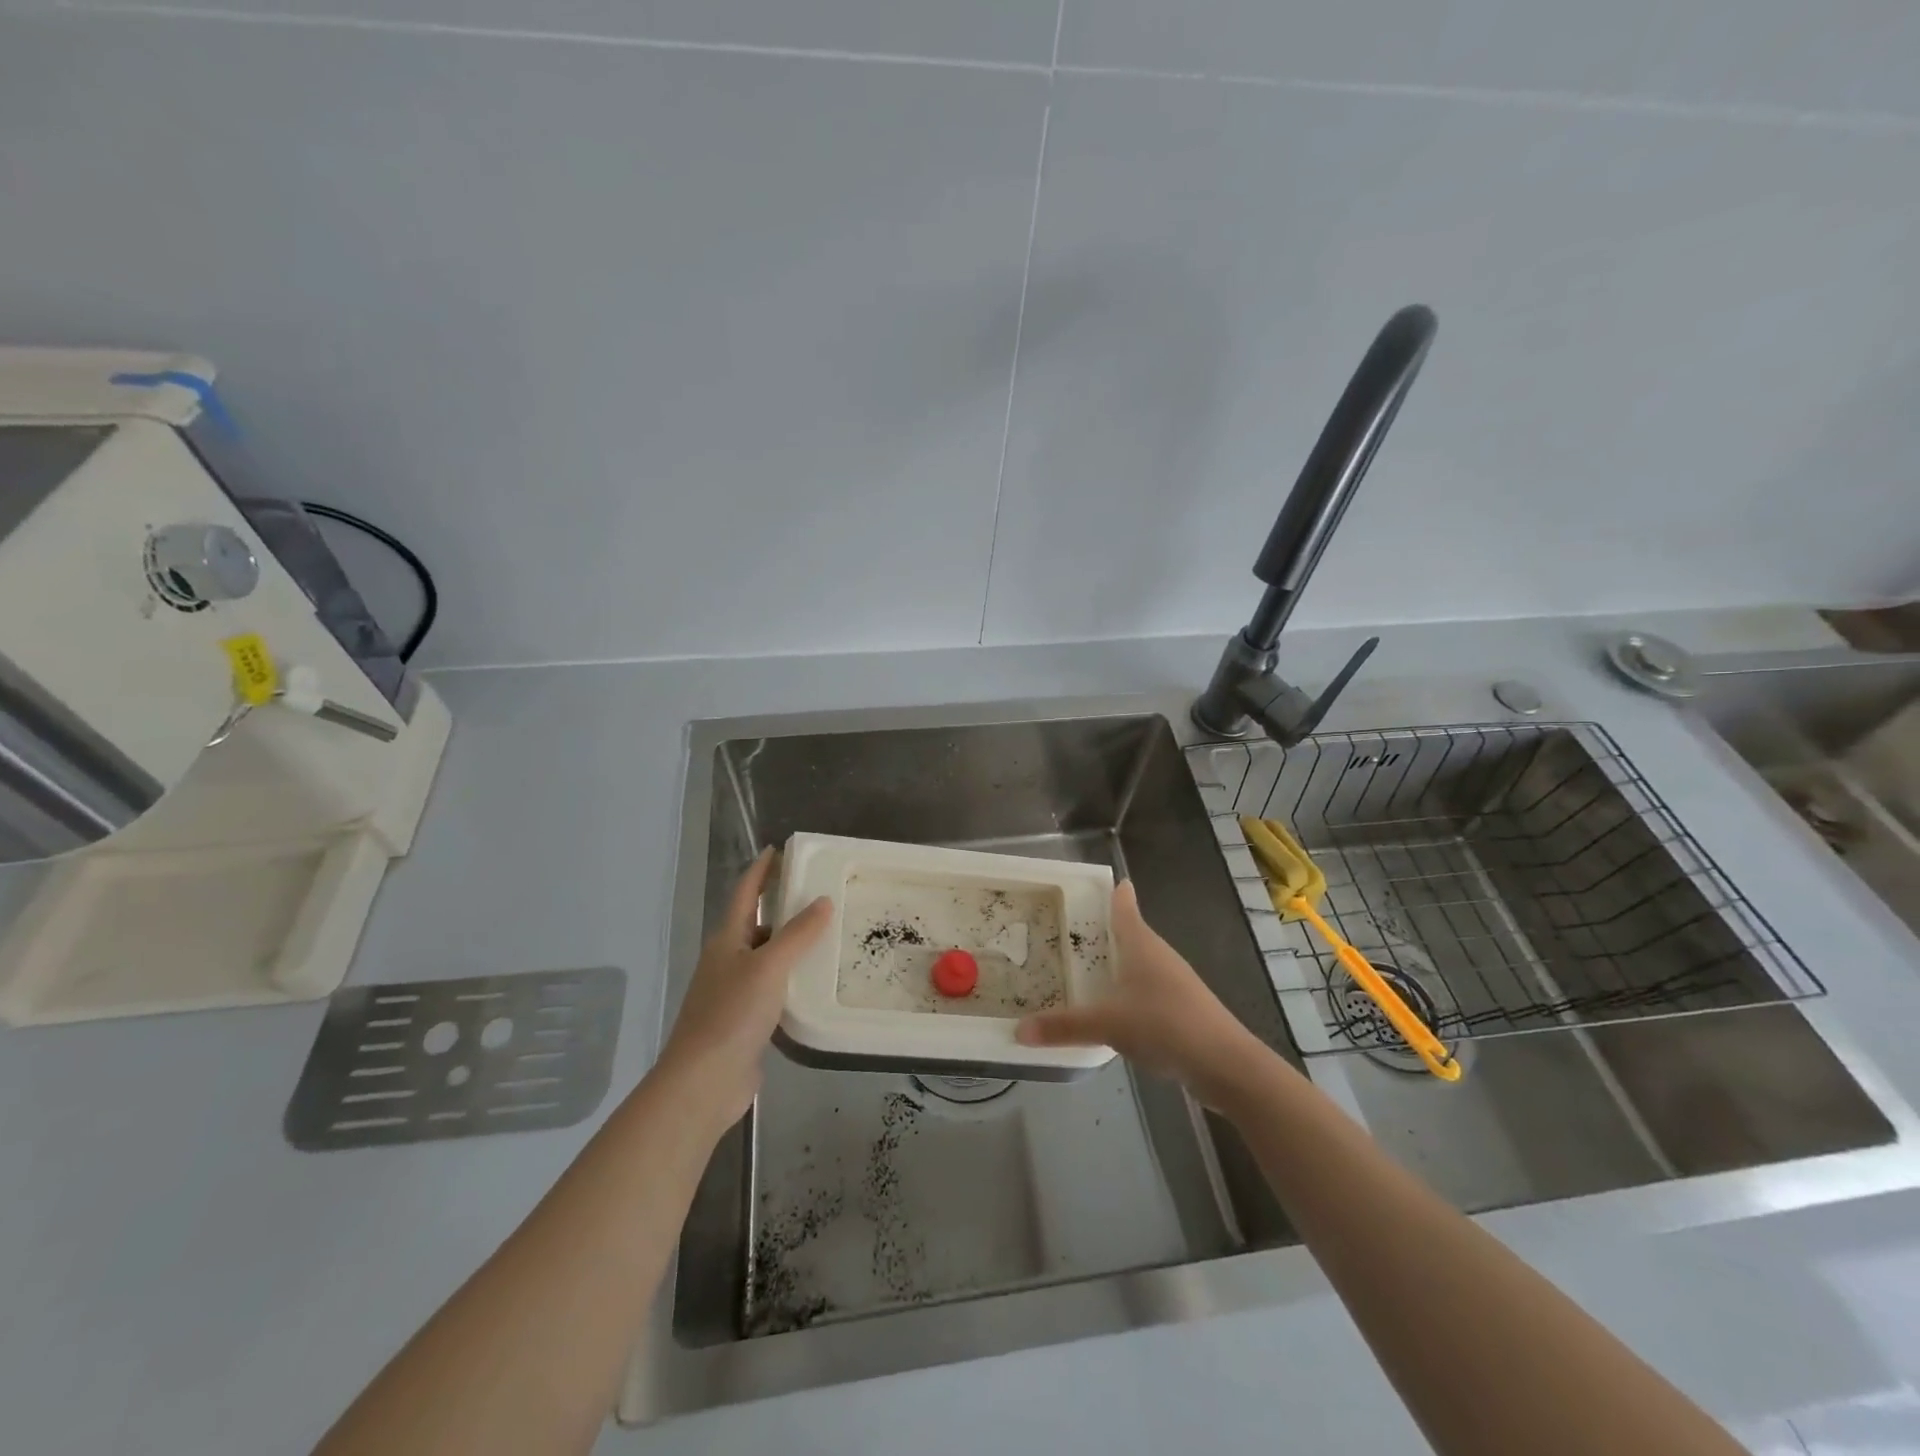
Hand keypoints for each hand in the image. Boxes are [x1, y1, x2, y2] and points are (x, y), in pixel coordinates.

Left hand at [653, 847, 830, 1132]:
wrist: (703, 1083)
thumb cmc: (731, 1015)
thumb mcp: (769, 967)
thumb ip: (798, 934)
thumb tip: (822, 901)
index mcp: (727, 940)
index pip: (745, 894)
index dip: (761, 870)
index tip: (779, 849)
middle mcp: (728, 961)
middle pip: (757, 924)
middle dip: (784, 907)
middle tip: (820, 894)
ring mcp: (734, 992)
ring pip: (767, 958)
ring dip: (792, 945)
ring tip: (828, 935)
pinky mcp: (745, 1021)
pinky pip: (773, 988)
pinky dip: (793, 979)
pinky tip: (815, 983)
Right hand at [1017, 880, 1267, 1107]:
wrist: (1224, 1063)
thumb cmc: (1164, 1024)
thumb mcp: (1107, 1024)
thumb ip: (1063, 1027)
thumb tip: (1018, 1030)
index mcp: (1141, 945)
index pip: (1125, 909)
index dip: (1115, 894)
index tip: (1108, 881)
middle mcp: (1159, 957)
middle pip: (1132, 934)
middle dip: (1107, 931)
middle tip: (1075, 929)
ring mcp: (1175, 984)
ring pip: (1140, 964)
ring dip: (1118, 964)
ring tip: (1089, 969)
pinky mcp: (1182, 1010)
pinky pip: (1148, 991)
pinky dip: (1129, 993)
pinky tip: (1115, 1010)